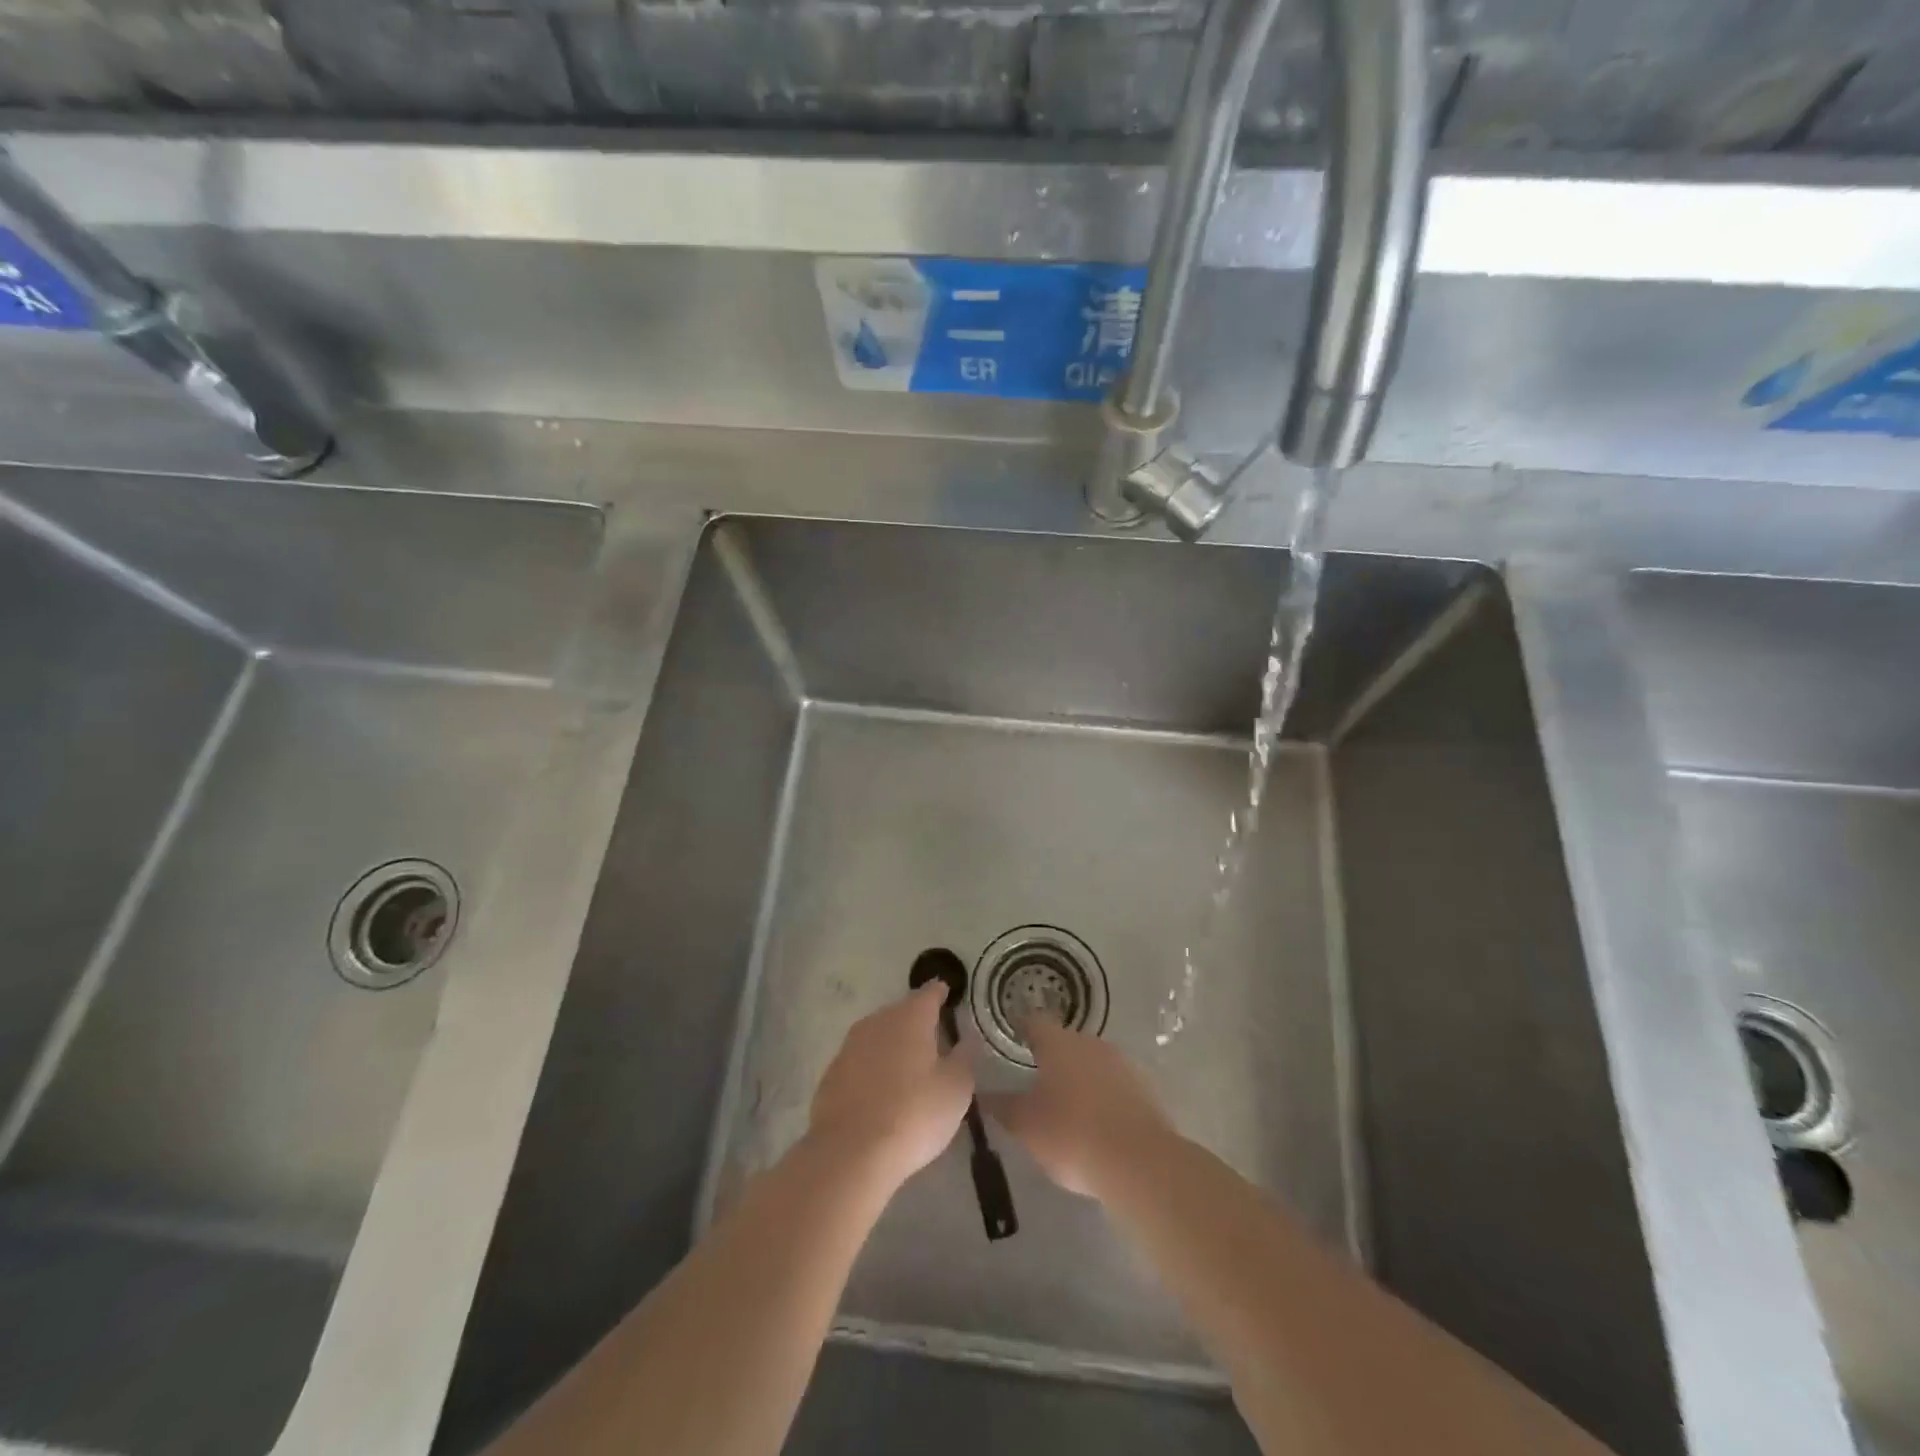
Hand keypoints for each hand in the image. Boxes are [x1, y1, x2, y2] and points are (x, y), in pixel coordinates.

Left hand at [808, 983, 974, 1191]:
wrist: (850, 1153)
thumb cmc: (913, 1114)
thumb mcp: (956, 1089)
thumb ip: (964, 1059)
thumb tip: (966, 1040)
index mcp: (911, 1016)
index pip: (930, 993)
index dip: (941, 993)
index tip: (949, 996)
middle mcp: (878, 1020)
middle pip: (902, 1012)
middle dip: (918, 1021)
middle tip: (934, 1039)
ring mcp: (850, 1045)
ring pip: (879, 1035)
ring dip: (893, 1045)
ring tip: (909, 1066)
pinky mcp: (832, 1073)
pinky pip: (861, 1061)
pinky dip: (873, 1068)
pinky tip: (881, 1091)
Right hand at [983, 1020, 1172, 1197]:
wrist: (1139, 1163)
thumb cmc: (1070, 1135)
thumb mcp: (1025, 1125)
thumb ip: (1002, 1107)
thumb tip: (983, 1094)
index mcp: (1058, 1043)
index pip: (1033, 1022)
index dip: (1021, 1028)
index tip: (1011, 1037)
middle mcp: (1090, 1042)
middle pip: (1064, 1042)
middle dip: (1051, 1057)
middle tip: (1035, 1079)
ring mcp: (1121, 1063)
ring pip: (1091, 1062)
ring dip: (1078, 1077)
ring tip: (1065, 1104)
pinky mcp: (1144, 1088)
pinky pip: (1113, 1084)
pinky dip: (1101, 1095)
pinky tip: (1096, 1121)